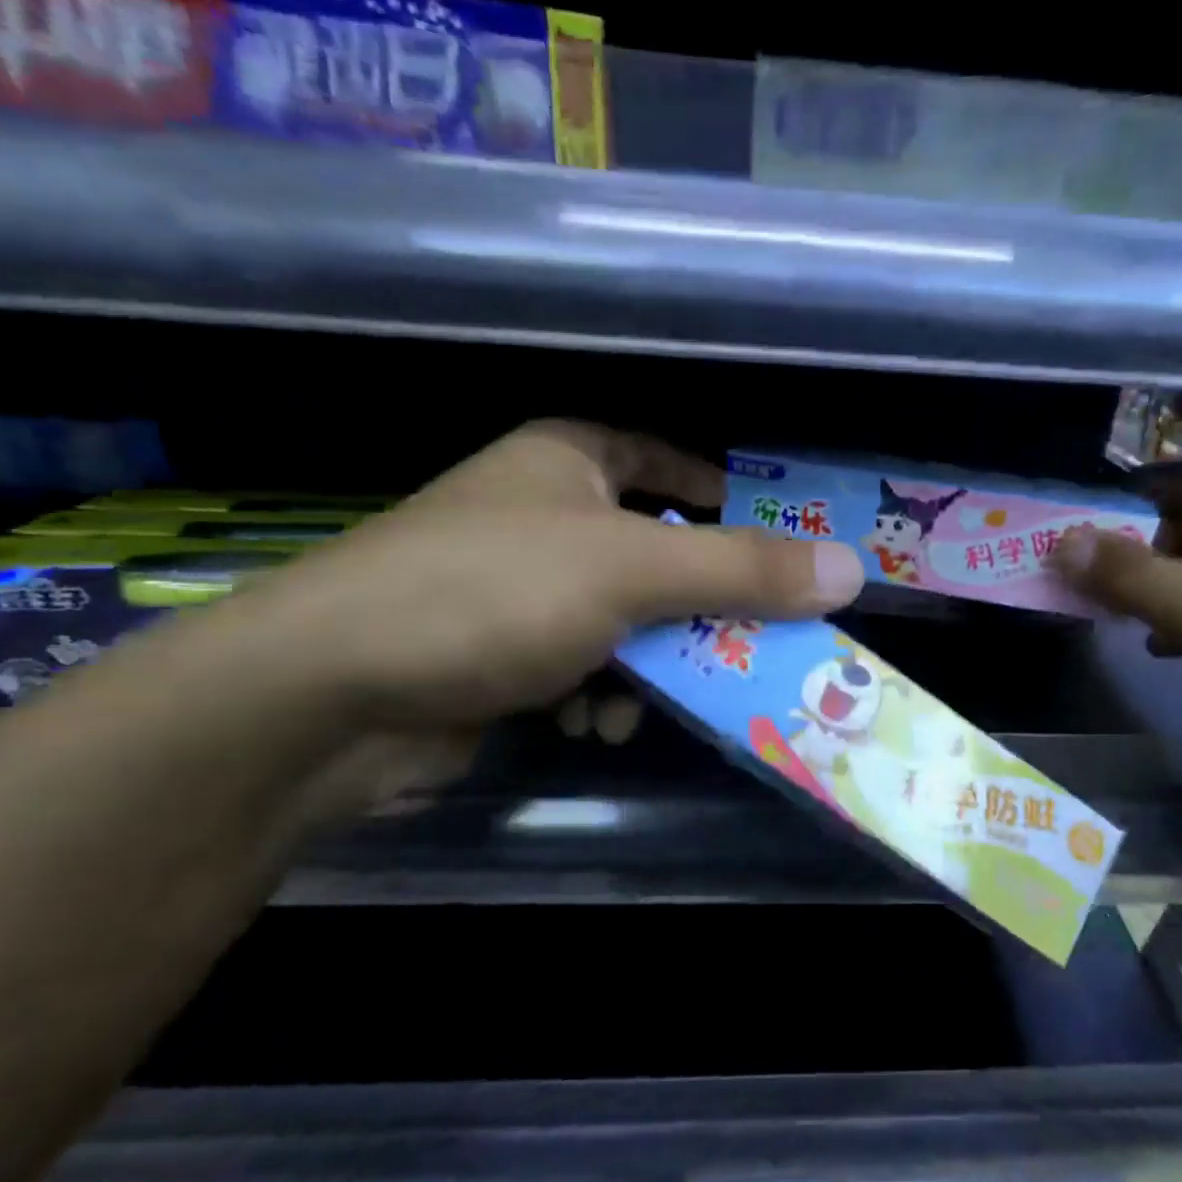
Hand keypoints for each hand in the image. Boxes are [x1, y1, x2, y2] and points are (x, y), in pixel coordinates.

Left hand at [224, 420, 865, 730]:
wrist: (331, 694)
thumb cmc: (492, 593)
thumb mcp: (632, 572)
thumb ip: (742, 571)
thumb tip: (850, 570)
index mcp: (568, 462)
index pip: (662, 458)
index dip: (716, 490)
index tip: (773, 535)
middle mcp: (542, 515)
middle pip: (655, 553)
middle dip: (695, 609)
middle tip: (751, 644)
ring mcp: (516, 588)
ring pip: (624, 621)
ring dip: (648, 666)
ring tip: (644, 701)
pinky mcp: (497, 655)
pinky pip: (581, 665)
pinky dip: (598, 694)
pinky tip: (591, 722)